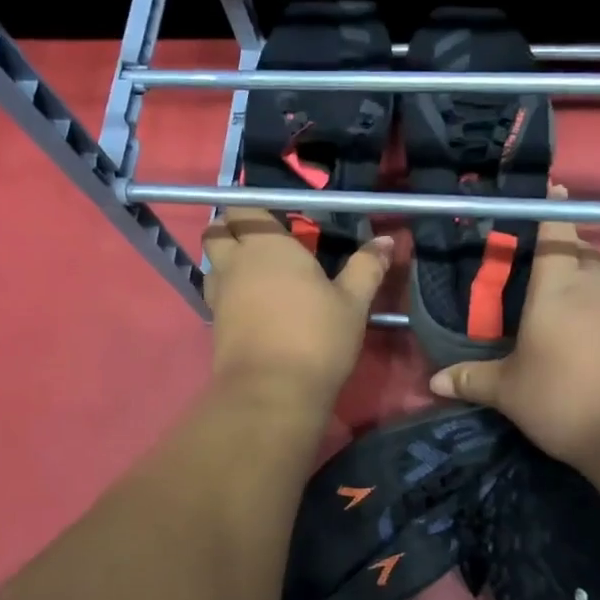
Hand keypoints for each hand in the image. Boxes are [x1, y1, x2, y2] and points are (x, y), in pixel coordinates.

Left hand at [204, 209, 391, 405]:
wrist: (273, 392)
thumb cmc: (316, 337)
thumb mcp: (352, 303)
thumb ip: (366, 267)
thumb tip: (387, 239)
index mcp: (266, 245)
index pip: (245, 207)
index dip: (258, 209)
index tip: (281, 220)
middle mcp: (235, 263)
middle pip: (216, 231)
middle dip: (232, 229)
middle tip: (263, 242)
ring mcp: (219, 295)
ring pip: (213, 263)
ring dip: (228, 261)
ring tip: (259, 275)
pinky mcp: (214, 325)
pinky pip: (216, 295)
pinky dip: (230, 292)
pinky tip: (255, 307)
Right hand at [427, 189, 599, 465]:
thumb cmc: (565, 398)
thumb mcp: (510, 393)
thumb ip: (472, 380)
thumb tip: (434, 382)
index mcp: (557, 287)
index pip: (555, 233)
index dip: (551, 210)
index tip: (552, 189)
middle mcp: (598, 285)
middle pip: (583, 255)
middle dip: (566, 255)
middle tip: (544, 278)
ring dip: (589, 292)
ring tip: (570, 322)